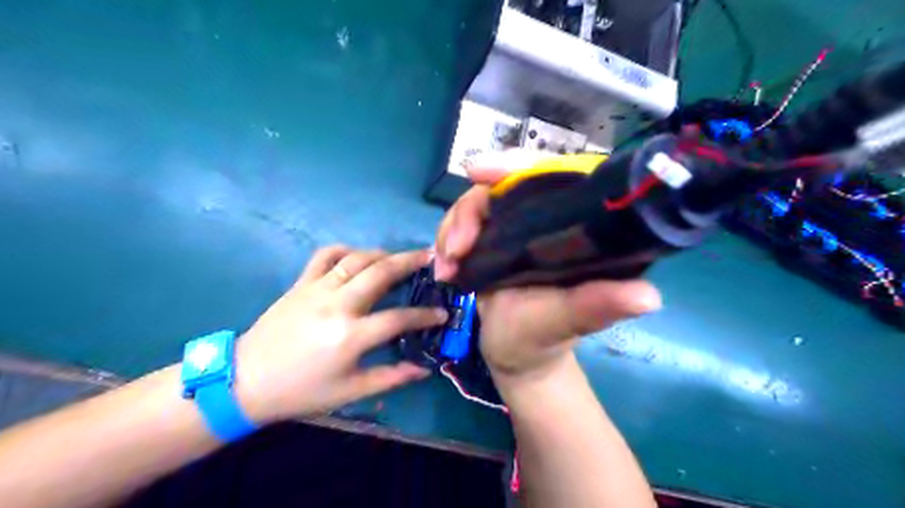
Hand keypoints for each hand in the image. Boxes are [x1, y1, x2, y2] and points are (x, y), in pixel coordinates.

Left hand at [232, 247, 443, 422]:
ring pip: (357, 259)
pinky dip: (346, 250)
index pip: (399, 319)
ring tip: (400, 256)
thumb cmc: (301, 391)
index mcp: (351, 336)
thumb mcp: (349, 392)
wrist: (245, 381)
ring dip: (383, 253)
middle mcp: (338, 305)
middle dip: (410, 262)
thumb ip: (390, 378)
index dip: (425, 315)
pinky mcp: (301, 283)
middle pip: (381, 273)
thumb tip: (424, 369)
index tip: (443, 312)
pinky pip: (326, 255)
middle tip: (430, 256)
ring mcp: (317, 289)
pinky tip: (357, 256)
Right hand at [435, 151, 662, 380]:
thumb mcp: (568, 322)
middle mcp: (545, 221)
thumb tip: (648, 297)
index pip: (553, 175)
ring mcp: (514, 229)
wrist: (514, 357)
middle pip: (503, 184)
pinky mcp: (491, 241)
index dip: (518, 166)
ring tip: (446, 267)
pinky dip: (447, 240)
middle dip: (472, 208)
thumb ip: (597, 307)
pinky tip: (443, 268)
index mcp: (576, 229)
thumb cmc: (545, 340)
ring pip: (477, 203)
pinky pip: (463, 224)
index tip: (480, 172)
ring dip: (453, 228)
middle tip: (456, 246)